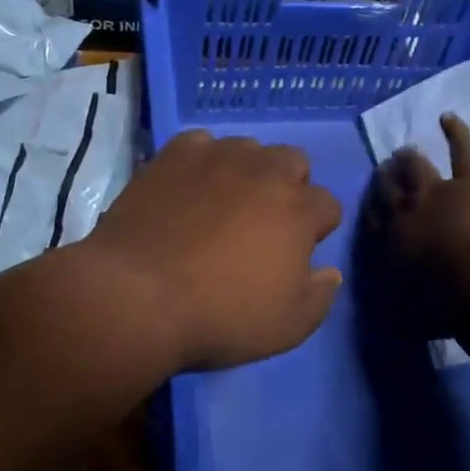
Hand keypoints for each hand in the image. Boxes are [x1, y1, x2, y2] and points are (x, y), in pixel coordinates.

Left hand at [84, 130, 343, 372]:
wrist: (138, 296)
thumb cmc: (221, 315)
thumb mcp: (289, 326)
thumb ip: (320, 295)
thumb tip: (331, 271)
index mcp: (299, 210)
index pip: (328, 205)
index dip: (317, 228)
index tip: (299, 251)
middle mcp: (265, 171)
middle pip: (293, 162)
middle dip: (288, 187)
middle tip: (263, 222)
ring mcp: (217, 156)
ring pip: (247, 149)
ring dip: (246, 171)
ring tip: (222, 202)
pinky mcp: (174, 154)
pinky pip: (200, 144)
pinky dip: (201, 161)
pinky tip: (187, 187)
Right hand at [363, 114, 469, 330]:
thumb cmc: (443, 305)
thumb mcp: (410, 315)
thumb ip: (397, 312)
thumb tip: (385, 321)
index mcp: (389, 244)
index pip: (373, 222)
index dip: (372, 211)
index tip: (371, 207)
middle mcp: (404, 212)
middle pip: (388, 190)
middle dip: (385, 180)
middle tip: (384, 173)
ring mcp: (436, 191)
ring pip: (416, 168)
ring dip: (409, 159)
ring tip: (404, 152)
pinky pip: (462, 151)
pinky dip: (457, 133)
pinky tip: (448, 117)